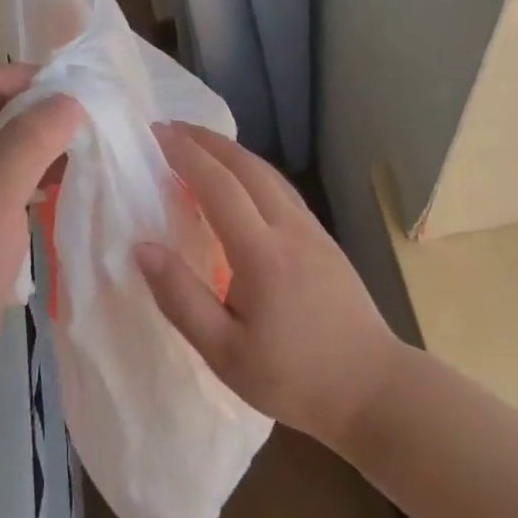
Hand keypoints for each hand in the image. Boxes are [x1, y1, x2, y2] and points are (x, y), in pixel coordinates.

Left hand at [0, 65, 80, 384]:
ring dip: (51, 142)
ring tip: (94, 147)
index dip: (33, 79)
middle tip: (97, 119)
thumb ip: (31, 140)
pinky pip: (18, 176)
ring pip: (15, 144)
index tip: (82, 91)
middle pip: (3, 110)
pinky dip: (46, 172)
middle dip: (48, 111)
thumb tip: (71, 100)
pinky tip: (75, 179)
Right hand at [135, 123, 401, 447]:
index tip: (157, 134)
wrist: (374, 389)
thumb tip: (143, 248)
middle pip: (246, 167)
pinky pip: (282, 190)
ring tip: (201, 145)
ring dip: (232, 152)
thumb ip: (181, 298)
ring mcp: (313, 231)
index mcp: (262, 253)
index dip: (186, 156)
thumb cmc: (294, 378)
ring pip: (269, 174)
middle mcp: (290, 229)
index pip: (218, 186)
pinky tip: (244, 181)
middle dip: (207, 141)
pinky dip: (253, 171)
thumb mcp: (225, 353)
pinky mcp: (325, 241)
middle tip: (172, 128)